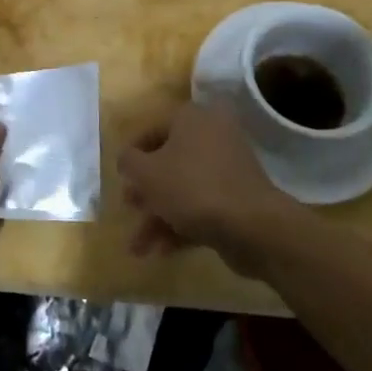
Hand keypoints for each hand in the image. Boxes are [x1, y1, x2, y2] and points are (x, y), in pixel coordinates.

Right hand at [118, 102, 298, 276]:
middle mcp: (211, 136)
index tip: (120, 177)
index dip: (132, 153)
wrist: (251, 225)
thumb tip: (126, 158)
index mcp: (191, 119)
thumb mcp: (147, 173)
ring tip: (138, 248)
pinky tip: (160, 252)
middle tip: (129, 209)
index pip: (153, 129)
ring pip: (183, 188)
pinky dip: (180, 226)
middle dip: (145, 191)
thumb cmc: (192, 187)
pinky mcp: (236, 198)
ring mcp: (227, 169)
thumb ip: (129, 161)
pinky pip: (201, 206)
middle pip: (169, 161)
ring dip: (158, 217)